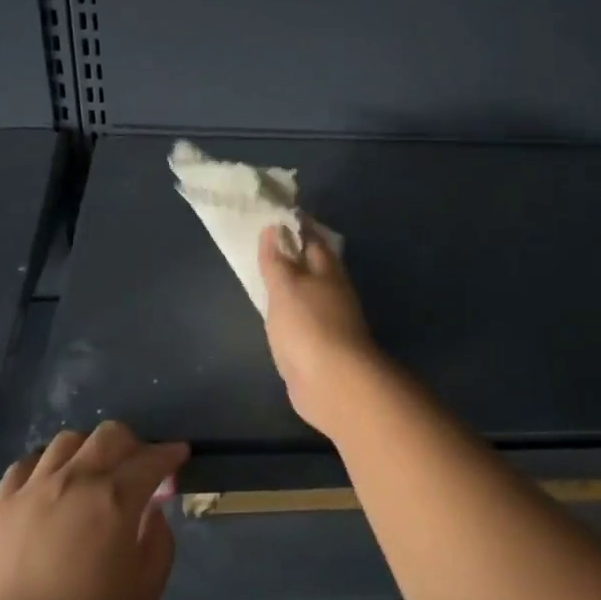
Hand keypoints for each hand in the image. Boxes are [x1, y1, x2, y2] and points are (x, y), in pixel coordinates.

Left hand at [0, 423, 187, 599]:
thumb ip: (159, 541)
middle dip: (132, 444)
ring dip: (88, 450)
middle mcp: (77, 479)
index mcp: (117, 498)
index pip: (152, 459)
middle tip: (136, 467)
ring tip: (91, 473)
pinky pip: (26, 464)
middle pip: (110, 434)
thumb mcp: (146, 591)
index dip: (170, 454)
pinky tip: (50, 484)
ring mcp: (35, 488)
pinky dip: (45, 465)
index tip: (178, 455)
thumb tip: (152, 512)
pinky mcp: (3, 504)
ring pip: (68, 440)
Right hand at [259, 223, 388, 437]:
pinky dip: (291, 311)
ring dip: (293, 284)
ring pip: (309, 293)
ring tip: (268, 276)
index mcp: (327, 270)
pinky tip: (277, 314)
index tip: (276, 215)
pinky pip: (303, 320)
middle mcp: (333, 291)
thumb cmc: (307, 326)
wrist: (332, 384)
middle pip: (313, 266)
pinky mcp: (322, 346)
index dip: (295, 226)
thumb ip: (276, 260)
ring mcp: (330, 320)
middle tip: (267, 244)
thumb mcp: (285, 287)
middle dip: (295, 255)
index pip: (311, 239)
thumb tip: (274, 226)